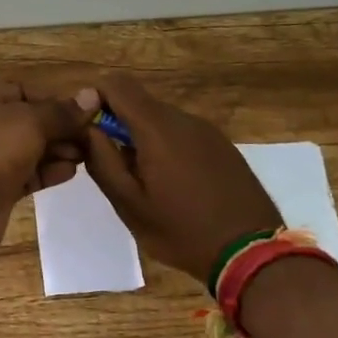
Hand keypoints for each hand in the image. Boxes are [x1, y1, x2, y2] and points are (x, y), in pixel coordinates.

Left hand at [0, 82, 96, 251]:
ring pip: (27, 150)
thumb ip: (62, 113)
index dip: (52, 100)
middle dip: (59, 129)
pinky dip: (46, 172)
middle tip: (91, 138)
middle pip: (27, 122)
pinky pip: (25, 175)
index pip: (21, 92)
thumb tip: (92, 96)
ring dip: (56, 151)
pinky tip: (70, 172)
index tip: (82, 112)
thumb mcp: (31, 121)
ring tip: (86, 155)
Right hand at [80, 74, 282, 281]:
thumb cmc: (182, 231)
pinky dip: (166, 146)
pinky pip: (182, 133)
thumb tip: (87, 128)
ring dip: (142, 137)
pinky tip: (172, 184)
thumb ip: (103, 161)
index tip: (86, 130)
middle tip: (111, 165)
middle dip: (117, 124)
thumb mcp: (130, 204)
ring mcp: (207, 131)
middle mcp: (184, 119)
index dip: (95, 98)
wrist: (251, 253)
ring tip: (143, 180)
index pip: (117, 85)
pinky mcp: (222, 145)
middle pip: (139, 102)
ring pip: (160, 118)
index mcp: (158, 128)